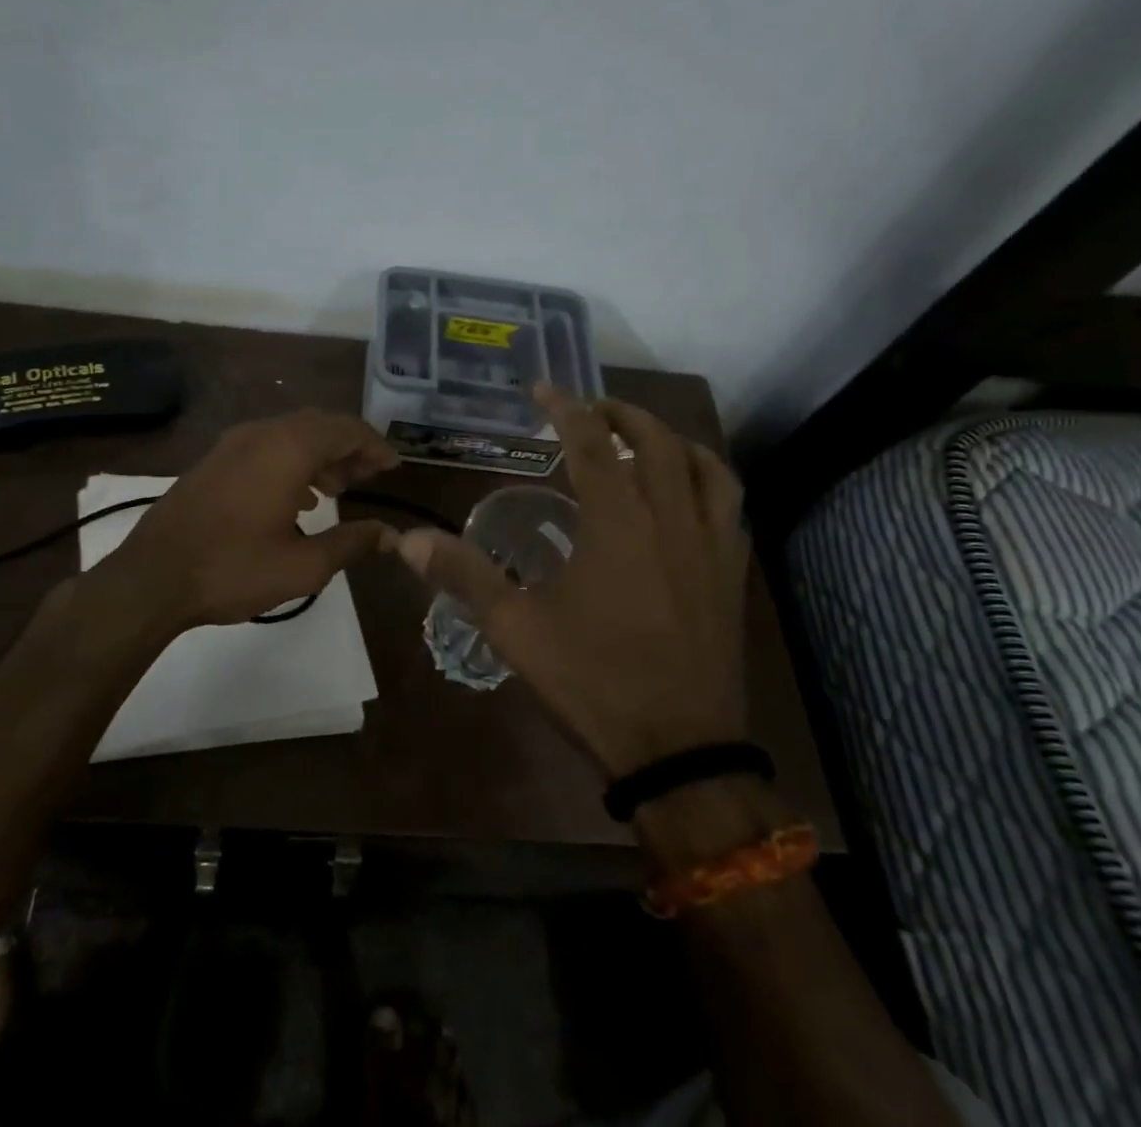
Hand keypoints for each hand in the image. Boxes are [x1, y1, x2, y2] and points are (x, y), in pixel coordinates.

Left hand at [108, 410, 399, 631]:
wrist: (152, 577)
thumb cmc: (233, 569)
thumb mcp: (302, 567)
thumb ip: (351, 543)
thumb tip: (389, 534)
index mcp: (287, 449)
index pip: (345, 429)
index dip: (374, 445)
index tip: (394, 467)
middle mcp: (261, 434)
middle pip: (318, 425)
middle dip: (349, 447)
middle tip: (370, 476)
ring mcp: (232, 444)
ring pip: (290, 434)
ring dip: (320, 454)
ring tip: (339, 489)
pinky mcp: (214, 460)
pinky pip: (266, 446)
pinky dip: (292, 461)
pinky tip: (297, 498)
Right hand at [391, 385, 748, 776]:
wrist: (679, 752)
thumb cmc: (593, 682)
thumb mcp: (515, 629)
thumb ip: (464, 575)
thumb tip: (408, 541)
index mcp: (619, 524)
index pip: (591, 444)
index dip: (565, 409)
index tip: (543, 389)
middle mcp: (671, 520)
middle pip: (656, 441)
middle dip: (621, 415)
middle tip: (590, 410)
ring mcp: (711, 546)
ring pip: (706, 467)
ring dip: (672, 441)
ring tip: (643, 441)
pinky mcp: (732, 576)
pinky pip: (730, 507)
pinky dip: (707, 481)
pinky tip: (685, 499)